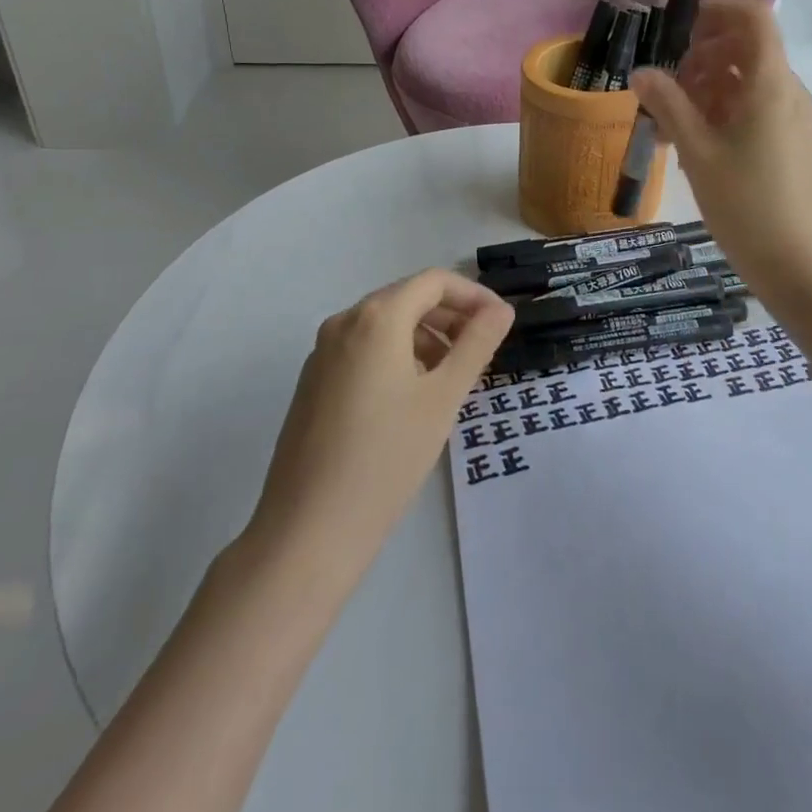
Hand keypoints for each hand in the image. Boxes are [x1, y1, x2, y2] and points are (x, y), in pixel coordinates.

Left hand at [249, 270, 513, 572]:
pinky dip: (398, 356)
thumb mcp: (443, 397)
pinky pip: (364, 349)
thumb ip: (477, 344)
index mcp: (376, 317)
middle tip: (483, 351)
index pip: (434, 282)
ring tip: (453, 377)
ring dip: (426, 337)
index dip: (474, 295)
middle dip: (451, 317)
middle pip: (408, 298)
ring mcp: (322, 353)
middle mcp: (344, 323)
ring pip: (386, 325)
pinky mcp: (313, 382)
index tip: (501, 324)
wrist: (309, 530)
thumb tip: (501, 310)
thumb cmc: (387, 457)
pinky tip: (414, 397)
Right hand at [631, 0, 811, 298]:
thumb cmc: (745, 204)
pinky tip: (692, 142)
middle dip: (703, 54)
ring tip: (671, 119)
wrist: (797, 264)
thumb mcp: (697, 152)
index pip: (755, 17)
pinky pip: (753, 107)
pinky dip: (722, 110)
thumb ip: (668, 105)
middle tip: (668, 84)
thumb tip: (640, 72)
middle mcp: (786, 91)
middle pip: (746, 47)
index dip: (720, 8)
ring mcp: (790, 117)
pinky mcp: (788, 142)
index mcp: (769, 83)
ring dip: (708, 85)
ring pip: (746, 80)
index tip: (683, 22)